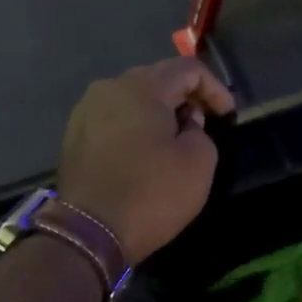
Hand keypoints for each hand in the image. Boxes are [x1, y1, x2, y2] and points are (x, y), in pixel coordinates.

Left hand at [58, 57, 235, 264]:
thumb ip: (201, 132)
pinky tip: (144, 155)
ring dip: (158, 114)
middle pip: (156, 80)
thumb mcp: (199, 163)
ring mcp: (85, 112)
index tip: (227, 116)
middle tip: (203, 126)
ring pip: (132, 100)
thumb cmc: (151, 194)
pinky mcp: (74, 137)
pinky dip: (134, 129)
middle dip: (185, 98)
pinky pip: (113, 121)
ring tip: (174, 142)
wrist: (89, 232)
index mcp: (141, 87)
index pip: (187, 68)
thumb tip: (185, 125)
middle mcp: (108, 88)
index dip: (215, 88)